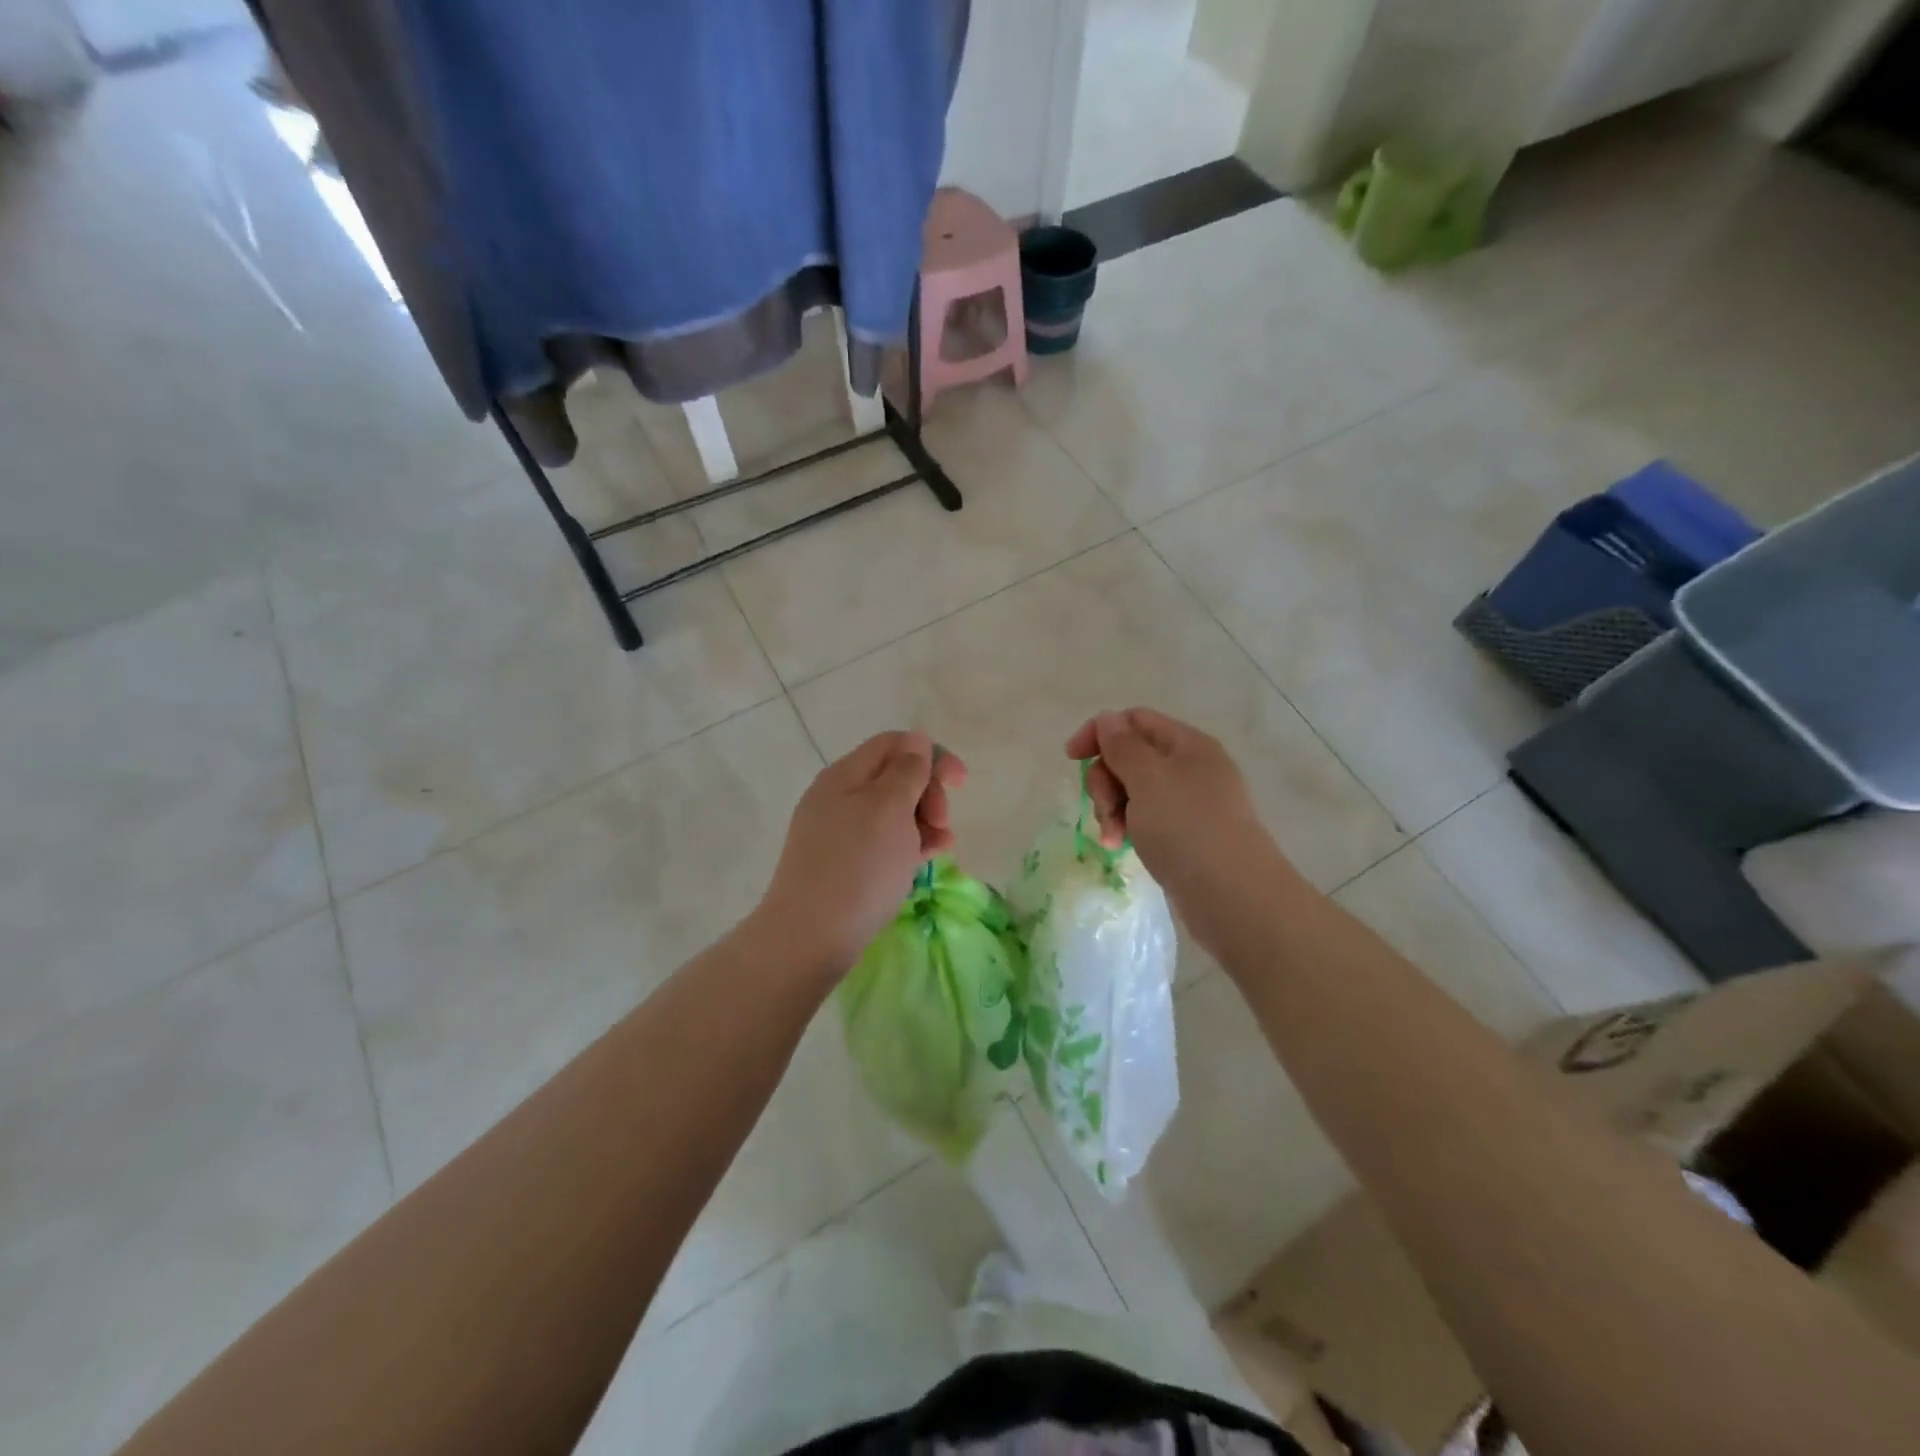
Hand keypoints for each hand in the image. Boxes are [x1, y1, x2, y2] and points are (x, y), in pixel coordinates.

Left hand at [755, 730, 966, 976]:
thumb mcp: (889, 808)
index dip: (931, 755)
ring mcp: (838, 833)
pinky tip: (926, 860)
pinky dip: (908, 844)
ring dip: (923, 821)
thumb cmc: (858, 865)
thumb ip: (907, 770)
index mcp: (845, 775)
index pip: (893, 744)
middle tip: (944, 821)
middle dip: (928, 792)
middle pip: (894, 777)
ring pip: (892, 813)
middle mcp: (838, 797)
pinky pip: (882, 842)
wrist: (810, 936)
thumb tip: (916, 740)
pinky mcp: (842, 865)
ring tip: (943, 845)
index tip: (959, 783)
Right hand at [1065, 709, 1291, 924]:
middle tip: (1104, 809)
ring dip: (1113, 809)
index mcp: (1187, 744)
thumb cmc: (1187, 828)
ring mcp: (1188, 803)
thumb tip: (1108, 719)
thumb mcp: (1148, 779)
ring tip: (1113, 838)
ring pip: (1133, 791)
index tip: (1072, 758)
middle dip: (1105, 780)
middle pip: (1130, 757)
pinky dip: (1128, 828)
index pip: (1134, 720)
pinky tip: (1121, 847)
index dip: (1100, 732)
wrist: (1232, 896)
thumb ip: (1122, 746)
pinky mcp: (1184, 834)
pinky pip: (1145, 818)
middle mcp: (1190, 767)